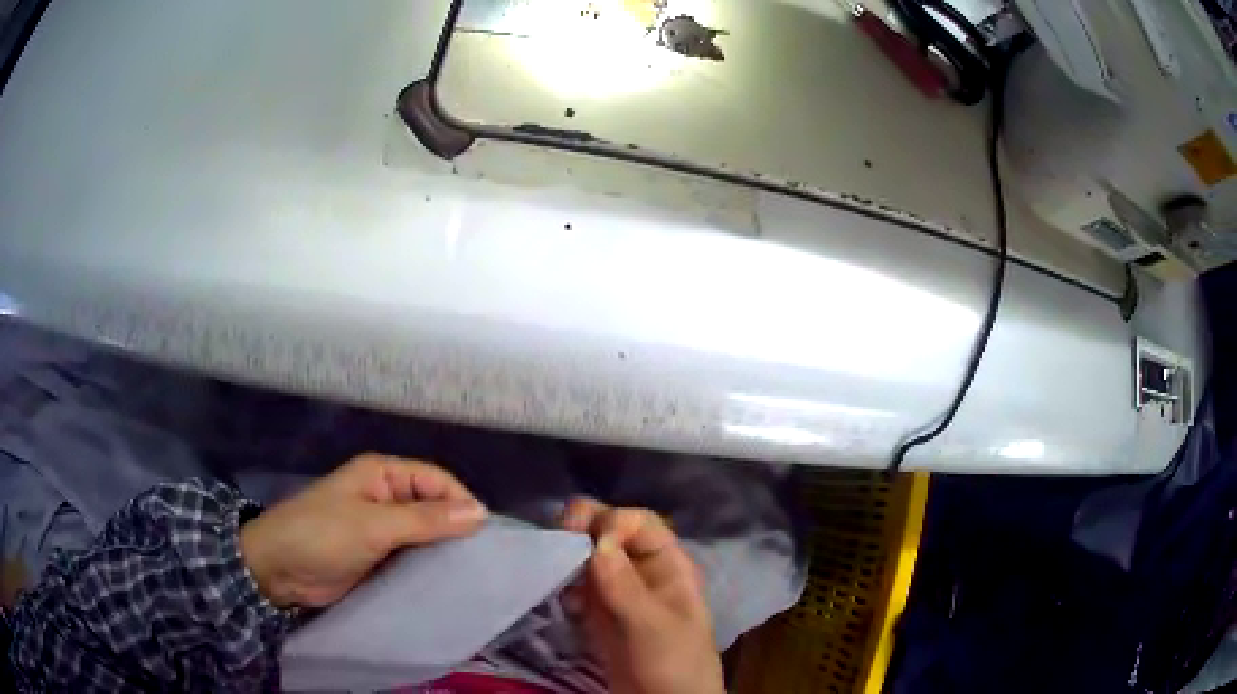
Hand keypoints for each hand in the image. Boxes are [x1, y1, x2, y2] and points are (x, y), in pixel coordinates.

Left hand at [240, 453, 486, 608]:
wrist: (278, 571)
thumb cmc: (321, 535)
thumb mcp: (373, 526)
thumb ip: (425, 520)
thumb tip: (480, 513)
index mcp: (382, 475)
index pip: (435, 480)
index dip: (461, 502)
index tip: (487, 534)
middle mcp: (385, 498)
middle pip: (433, 507)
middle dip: (456, 529)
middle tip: (485, 559)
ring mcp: (381, 529)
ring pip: (425, 535)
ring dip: (444, 551)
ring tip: (474, 575)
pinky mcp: (378, 557)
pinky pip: (412, 558)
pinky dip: (429, 568)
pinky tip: (448, 584)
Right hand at [561, 499, 724, 693]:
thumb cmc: (675, 663)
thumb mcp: (654, 627)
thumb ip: (626, 587)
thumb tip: (598, 542)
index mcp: (668, 565)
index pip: (638, 523)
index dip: (613, 523)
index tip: (588, 543)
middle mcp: (641, 570)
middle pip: (609, 532)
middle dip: (582, 530)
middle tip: (556, 540)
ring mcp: (617, 591)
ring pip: (587, 556)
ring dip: (569, 557)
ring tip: (558, 576)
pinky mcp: (597, 612)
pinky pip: (576, 585)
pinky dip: (566, 585)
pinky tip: (567, 606)